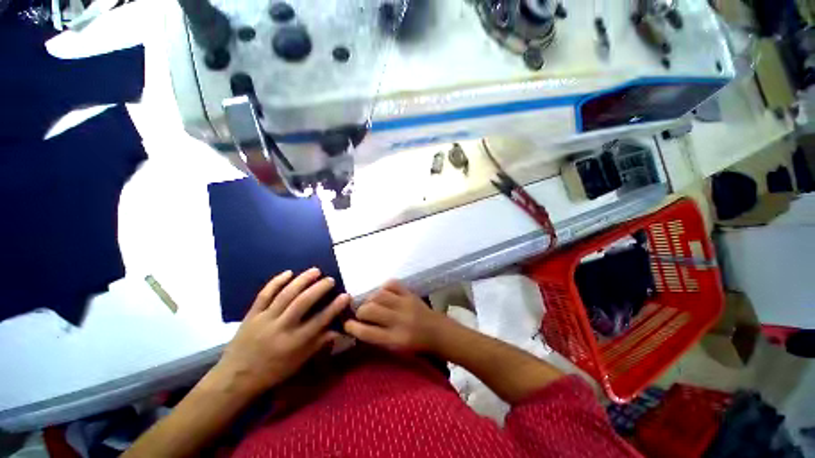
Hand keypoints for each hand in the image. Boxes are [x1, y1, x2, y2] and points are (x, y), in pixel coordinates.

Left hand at [209, 268, 350, 397]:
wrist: (235, 377)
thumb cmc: (271, 372)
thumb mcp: (298, 362)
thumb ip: (318, 344)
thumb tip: (338, 331)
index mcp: (294, 343)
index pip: (319, 321)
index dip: (334, 307)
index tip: (345, 295)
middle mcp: (281, 328)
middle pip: (302, 302)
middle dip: (319, 288)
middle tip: (330, 279)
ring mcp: (264, 319)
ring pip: (286, 294)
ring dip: (302, 280)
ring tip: (315, 271)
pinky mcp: (252, 314)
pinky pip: (264, 294)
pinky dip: (276, 282)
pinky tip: (288, 272)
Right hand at [344, 280, 448, 352]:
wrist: (437, 332)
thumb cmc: (415, 345)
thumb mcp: (396, 349)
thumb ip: (377, 338)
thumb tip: (358, 326)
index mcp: (395, 339)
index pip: (367, 332)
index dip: (352, 327)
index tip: (346, 324)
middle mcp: (399, 320)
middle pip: (370, 309)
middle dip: (360, 311)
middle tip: (361, 314)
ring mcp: (405, 304)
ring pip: (379, 295)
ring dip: (370, 298)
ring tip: (371, 303)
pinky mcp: (410, 294)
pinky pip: (392, 284)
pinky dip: (384, 287)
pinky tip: (383, 293)